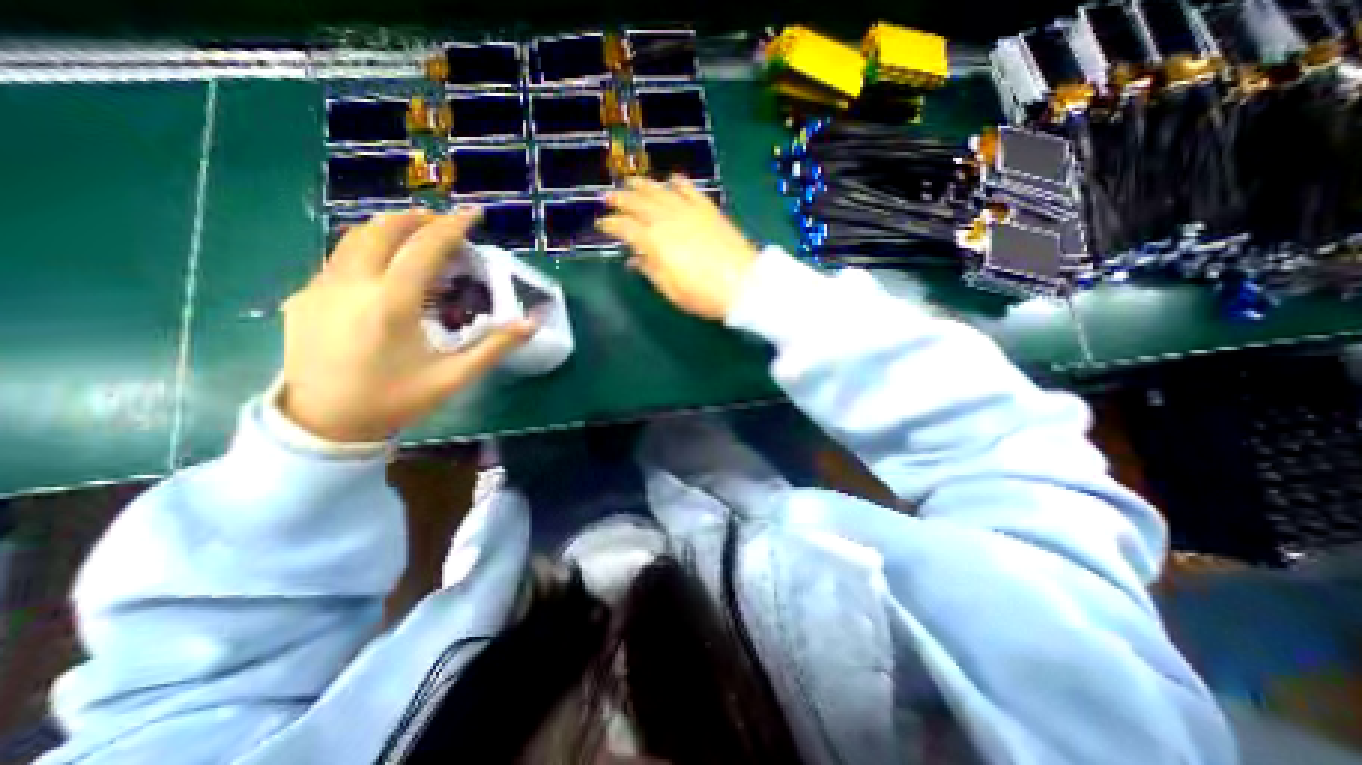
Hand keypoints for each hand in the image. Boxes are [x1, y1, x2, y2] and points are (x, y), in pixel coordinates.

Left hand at [278, 209, 534, 440]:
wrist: (324, 425)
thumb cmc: (395, 400)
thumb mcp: (453, 377)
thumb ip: (494, 346)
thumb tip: (531, 323)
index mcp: (391, 303)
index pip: (425, 248)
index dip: (453, 226)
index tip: (474, 214)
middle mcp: (351, 285)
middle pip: (382, 230)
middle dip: (417, 219)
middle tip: (445, 224)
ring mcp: (320, 289)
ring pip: (354, 239)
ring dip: (390, 230)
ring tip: (417, 238)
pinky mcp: (303, 298)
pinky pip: (339, 260)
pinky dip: (368, 251)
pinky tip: (385, 272)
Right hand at [597, 175, 760, 318]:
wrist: (743, 285)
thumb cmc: (703, 294)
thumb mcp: (670, 290)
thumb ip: (649, 270)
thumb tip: (634, 258)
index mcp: (655, 241)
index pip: (625, 227)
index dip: (611, 225)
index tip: (601, 225)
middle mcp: (668, 219)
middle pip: (639, 203)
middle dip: (621, 199)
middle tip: (609, 198)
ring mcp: (689, 211)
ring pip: (661, 191)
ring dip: (643, 185)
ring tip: (631, 182)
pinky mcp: (708, 209)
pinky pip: (689, 190)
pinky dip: (678, 183)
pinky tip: (671, 180)